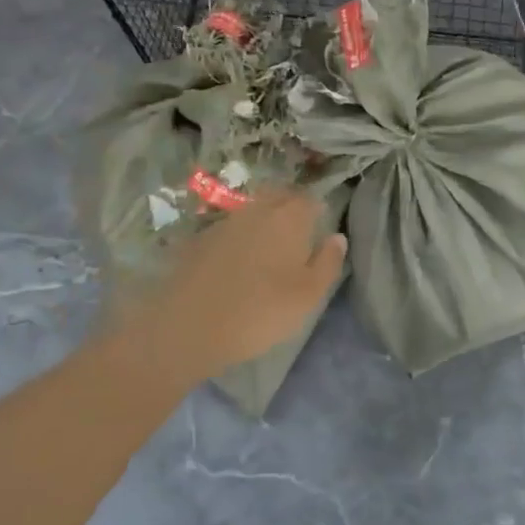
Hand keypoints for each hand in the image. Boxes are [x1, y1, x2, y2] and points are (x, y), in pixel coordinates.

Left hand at [104, 190, 346, 378]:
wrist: (187, 327)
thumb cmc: (260, 311)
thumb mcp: (309, 296)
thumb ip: (328, 262)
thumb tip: (337, 237)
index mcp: (289, 217)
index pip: (310, 199)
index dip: (318, 211)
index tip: (320, 230)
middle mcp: (257, 209)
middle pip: (279, 197)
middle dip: (291, 209)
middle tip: (297, 236)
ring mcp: (225, 221)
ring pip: (253, 211)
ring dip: (263, 222)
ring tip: (268, 250)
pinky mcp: (199, 238)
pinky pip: (229, 229)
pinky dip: (238, 238)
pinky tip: (237, 263)